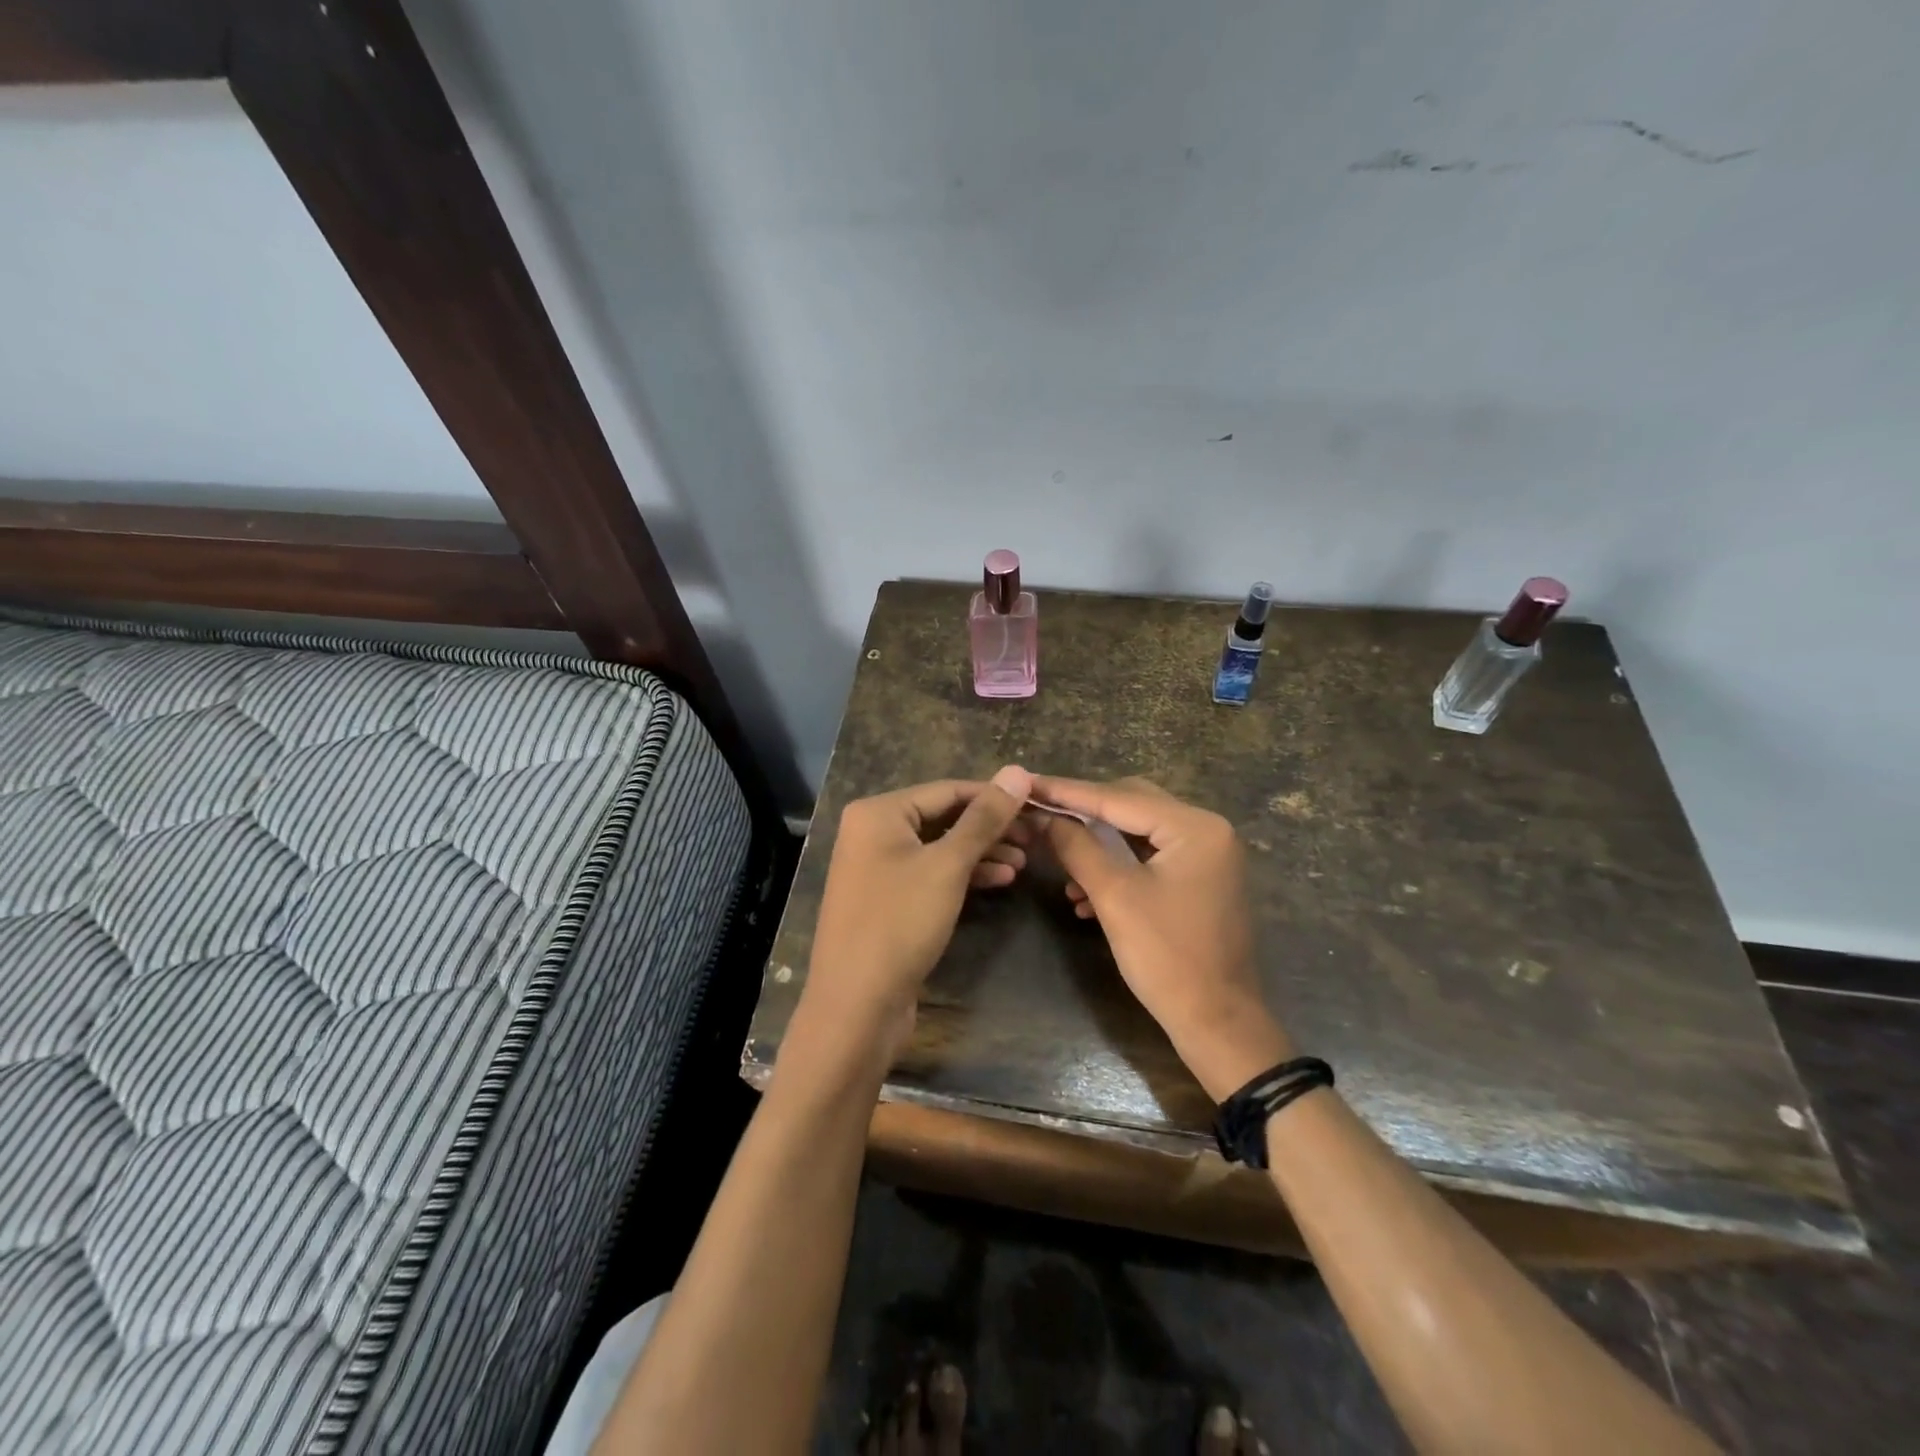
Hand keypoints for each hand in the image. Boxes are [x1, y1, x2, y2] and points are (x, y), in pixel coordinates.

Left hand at [791, 765, 1033, 1079]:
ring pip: (940, 847)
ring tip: (1025, 863)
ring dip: (981, 852)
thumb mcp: (948, 866)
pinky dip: (963, 875)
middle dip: (990, 828)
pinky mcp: (887, 898)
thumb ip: (984, 818)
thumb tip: (1018, 770)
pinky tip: (1000, 881)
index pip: (948, 790)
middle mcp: (873, 832)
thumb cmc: (900, 923)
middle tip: (1036, 838)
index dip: (995, 796)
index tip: (1038, 804)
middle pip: (943, 817)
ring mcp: (878, 867)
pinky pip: (930, 873)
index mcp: (879, 812)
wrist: (856, 1005)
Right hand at [1034, 776, 1290, 1099]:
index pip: (1119, 797)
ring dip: (1098, 845)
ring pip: (1138, 833)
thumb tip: (1044, 816)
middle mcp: (1207, 830)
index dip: (1068, 791)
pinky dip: (1117, 868)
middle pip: (1131, 806)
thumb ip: (1077, 847)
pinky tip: (1084, 895)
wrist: (1217, 1023)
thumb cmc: (1167, 957)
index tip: (1028, 782)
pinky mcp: (1200, 880)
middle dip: (1084, 813)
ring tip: (1059, 861)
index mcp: (1195, 827)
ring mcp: (1207, 856)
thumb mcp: (1114, 897)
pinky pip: (1150, 859)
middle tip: (1040, 812)